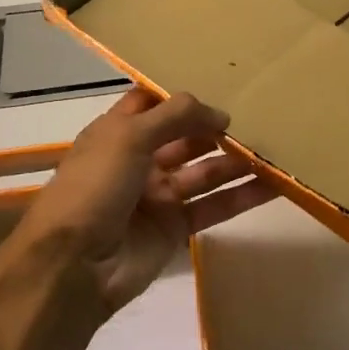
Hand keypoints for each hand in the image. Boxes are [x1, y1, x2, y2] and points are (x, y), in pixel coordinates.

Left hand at [18, 89, 276, 314]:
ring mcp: (159, 196)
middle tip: (260, 117)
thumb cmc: (94, 187)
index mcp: (118, 133)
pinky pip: (214, 206)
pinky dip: (242, 197)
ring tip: (275, 148)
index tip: (219, 84)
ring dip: (236, 161)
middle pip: (186, 137)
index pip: (152, 104)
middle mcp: (140, 160)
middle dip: (216, 128)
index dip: (180, 96)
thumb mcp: (128, 136)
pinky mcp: (176, 228)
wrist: (73, 266)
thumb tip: (221, 114)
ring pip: (205, 172)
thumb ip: (176, 115)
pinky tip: (273, 185)